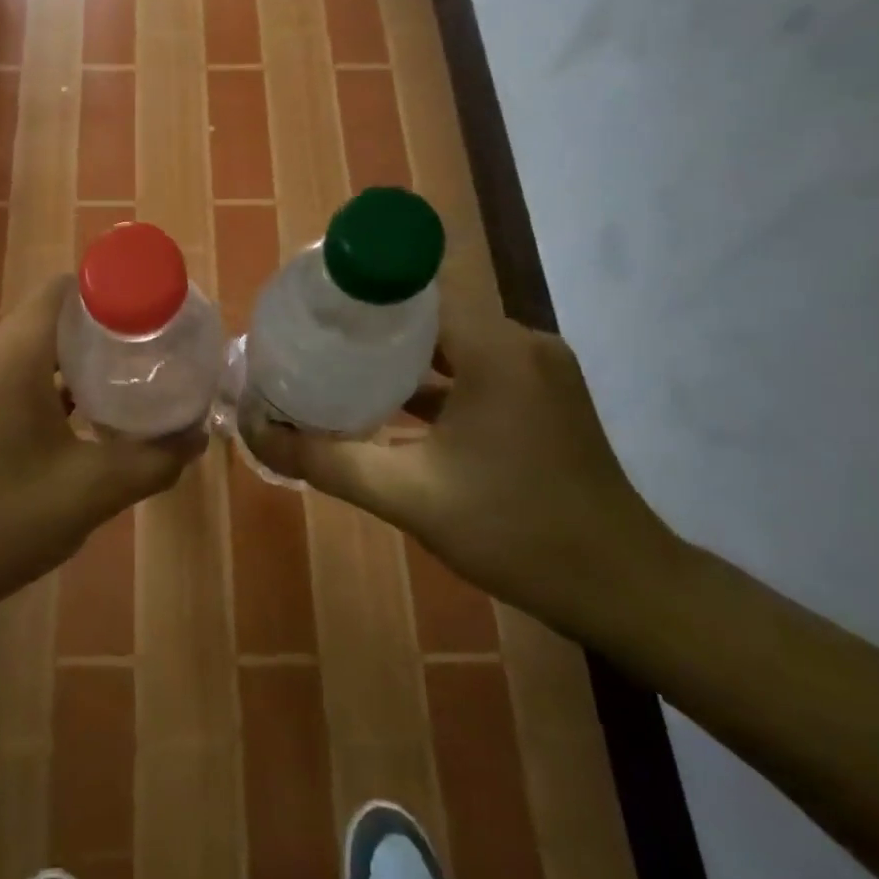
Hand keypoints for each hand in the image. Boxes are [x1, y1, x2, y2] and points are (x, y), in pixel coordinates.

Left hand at [0, 275, 203, 623]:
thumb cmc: (5, 521)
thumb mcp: (93, 491)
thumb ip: (154, 460)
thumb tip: (197, 436)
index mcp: (12, 354)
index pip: (63, 289)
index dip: (110, 291)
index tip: (152, 313)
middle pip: (51, 316)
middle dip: (103, 329)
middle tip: (152, 351)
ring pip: (33, 347)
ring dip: (78, 359)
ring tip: (128, 380)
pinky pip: (14, 373)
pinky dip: (51, 382)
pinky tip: (85, 415)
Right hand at [243, 260, 683, 631]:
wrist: (622, 588)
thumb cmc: (515, 532)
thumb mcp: (408, 496)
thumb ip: (326, 460)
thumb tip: (256, 432)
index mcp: (496, 350)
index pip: (417, 289)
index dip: (361, 290)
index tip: (312, 303)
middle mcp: (522, 344)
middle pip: (432, 313)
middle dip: (372, 324)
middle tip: (313, 337)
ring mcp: (537, 370)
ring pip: (453, 343)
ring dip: (402, 354)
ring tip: (339, 364)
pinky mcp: (542, 397)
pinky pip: (476, 370)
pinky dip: (434, 380)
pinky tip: (389, 402)